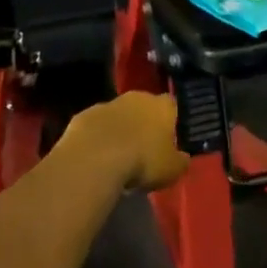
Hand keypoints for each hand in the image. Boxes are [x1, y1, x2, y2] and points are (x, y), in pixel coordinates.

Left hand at [65, 92, 188, 191]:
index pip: (172, 106)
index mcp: (161, 106)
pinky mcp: (83, 116)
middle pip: (144, 107)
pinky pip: (96, 126)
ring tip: (119, 155)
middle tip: (144, 147)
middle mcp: (136, 98)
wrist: (94, 160)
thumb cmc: (142, 161)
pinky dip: (98, 137)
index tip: (170, 138)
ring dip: (120, 129)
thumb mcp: (172, 170)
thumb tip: (183, 158)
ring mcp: (107, 104)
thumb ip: (181, 161)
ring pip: (118, 115)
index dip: (172, 121)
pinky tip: (97, 156)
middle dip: (144, 123)